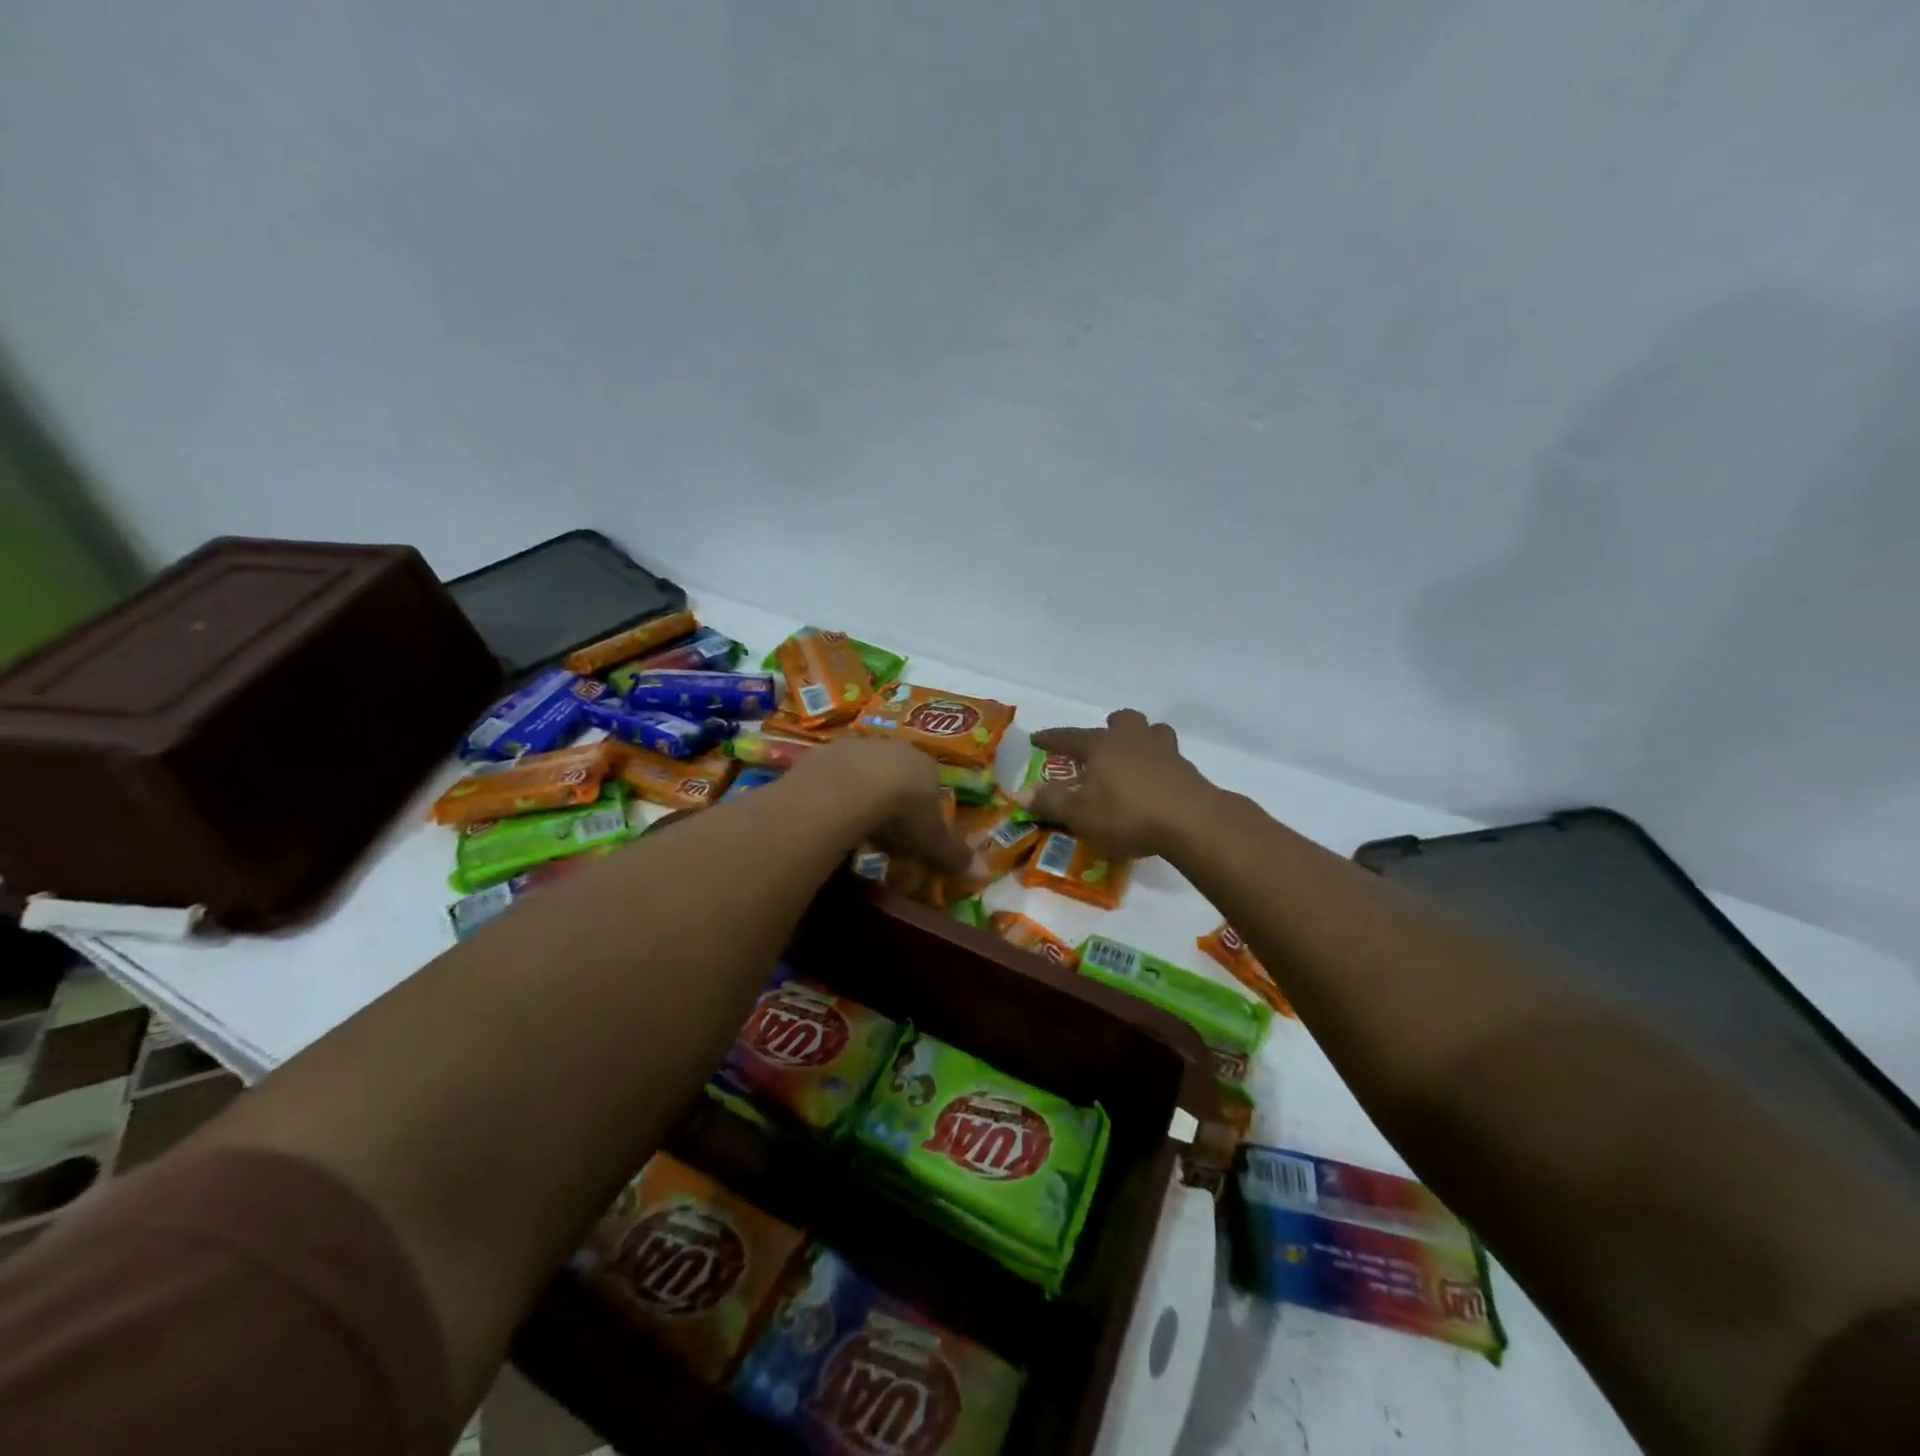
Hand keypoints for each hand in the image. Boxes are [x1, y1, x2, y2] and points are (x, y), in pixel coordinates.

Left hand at [786, 739, 971, 874]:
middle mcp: (893, 748)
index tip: (915, 834)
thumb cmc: (902, 813)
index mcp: (925, 765)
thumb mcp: (932, 840)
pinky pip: (831, 776)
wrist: (849, 789)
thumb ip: (954, 854)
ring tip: (854, 826)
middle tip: (884, 832)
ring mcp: (856, 747)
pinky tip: (828, 815)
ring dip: (860, 794)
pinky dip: (832, 794)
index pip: (930, 785)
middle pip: (895, 774)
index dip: (923, 809)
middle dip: (891, 799)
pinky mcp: (823, 753)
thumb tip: (984, 872)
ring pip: (863, 772)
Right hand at [1025, 710, 1216, 859]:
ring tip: (1134, 759)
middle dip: (1110, 727)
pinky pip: (1169, 758)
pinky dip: (1159, 766)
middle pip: (1123, 720)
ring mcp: (1165, 751)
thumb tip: (1022, 793)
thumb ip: (1051, 802)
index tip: (1037, 739)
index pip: (1069, 737)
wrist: (1191, 821)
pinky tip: (1155, 785)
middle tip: (1102, 743)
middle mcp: (1133, 739)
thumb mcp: (1080, 814)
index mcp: (1102, 745)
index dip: (1052, 739)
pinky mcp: (1187, 770)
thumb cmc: (1127, 814)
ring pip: (1153, 732)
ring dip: (1141, 740)